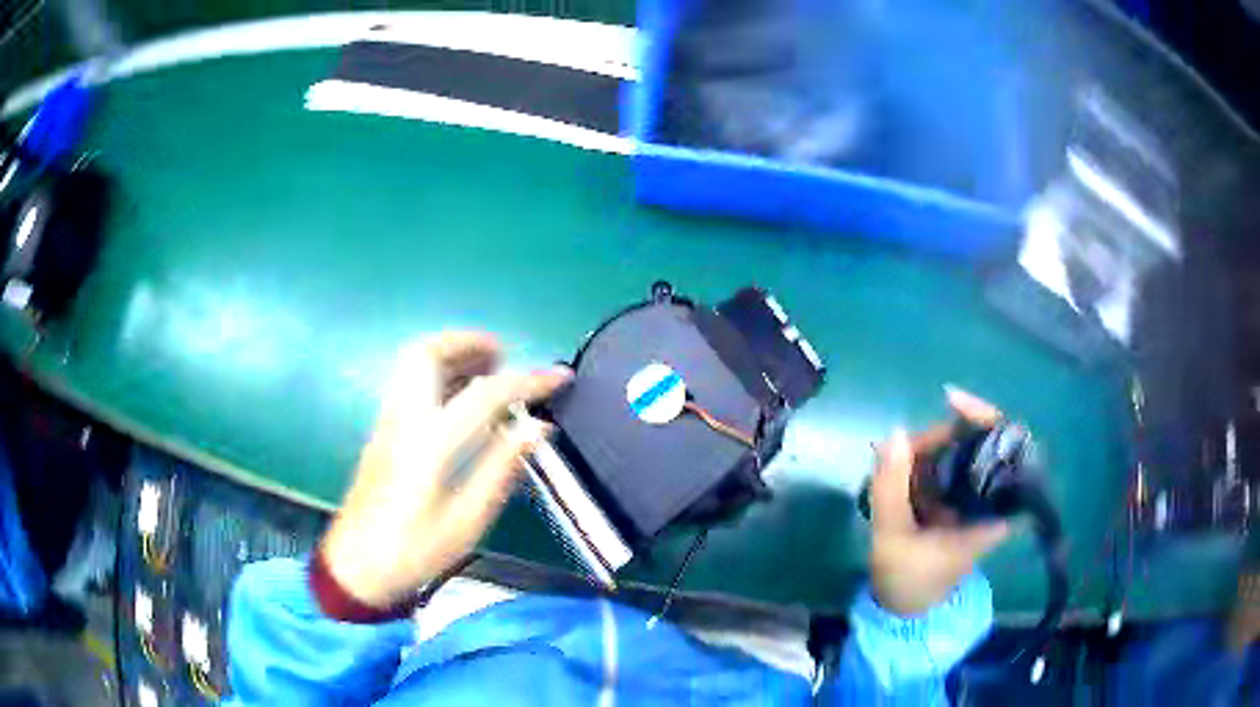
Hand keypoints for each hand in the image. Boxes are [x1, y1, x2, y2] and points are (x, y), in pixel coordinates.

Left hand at [321, 332, 570, 608]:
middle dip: (469, 342)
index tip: (560, 376)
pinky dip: (438, 372)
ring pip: (413, 362)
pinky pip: (409, 381)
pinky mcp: (382, 431)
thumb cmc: (414, 550)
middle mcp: (405, 419)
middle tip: (504, 356)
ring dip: (452, 352)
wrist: (357, 565)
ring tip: (489, 368)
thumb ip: (501, 467)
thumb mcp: (467, 521)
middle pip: (427, 353)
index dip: (528, 380)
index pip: (485, 394)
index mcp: (430, 443)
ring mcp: (388, 421)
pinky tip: (460, 396)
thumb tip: (537, 426)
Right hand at [868, 387, 1011, 615]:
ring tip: (893, 465)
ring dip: (927, 451)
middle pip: (978, 444)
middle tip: (903, 447)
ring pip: (959, 455)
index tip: (950, 400)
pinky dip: (922, 466)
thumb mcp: (892, 538)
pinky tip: (898, 474)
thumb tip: (893, 433)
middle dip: (941, 437)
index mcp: (991, 512)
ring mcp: (974, 501)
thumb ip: (890, 487)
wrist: (905, 611)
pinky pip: (946, 470)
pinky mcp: (958, 505)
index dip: (984, 417)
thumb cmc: (907, 580)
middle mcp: (989, 500)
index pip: (1005, 449)